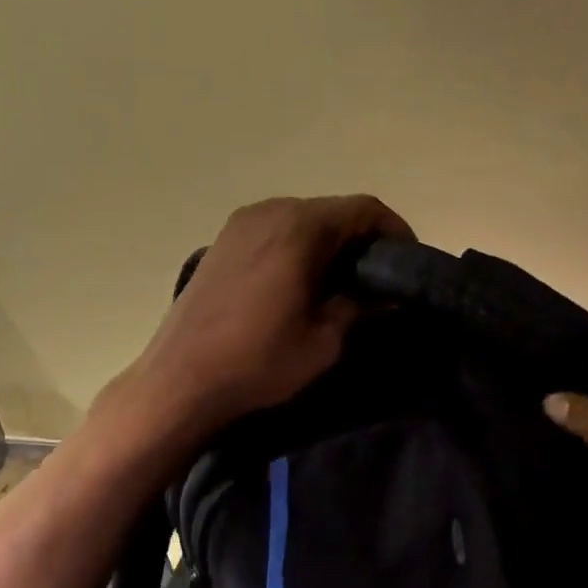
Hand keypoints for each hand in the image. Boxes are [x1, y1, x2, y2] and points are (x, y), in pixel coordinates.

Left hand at [109, 194, 413, 440]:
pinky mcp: (221, 241)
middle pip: (331, 210)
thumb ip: (360, 307)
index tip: (407, 263)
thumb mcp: (324, 340)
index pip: (363, 208)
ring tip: (340, 282)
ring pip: (301, 220)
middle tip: (377, 278)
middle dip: (361, 239)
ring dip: (328, 243)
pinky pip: (273, 231)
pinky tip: (298, 282)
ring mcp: (240, 224)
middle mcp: (270, 211)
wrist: (180, 378)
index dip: (394, 230)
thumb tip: (386, 295)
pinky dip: (296, 247)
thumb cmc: (259, 360)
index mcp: (299, 228)